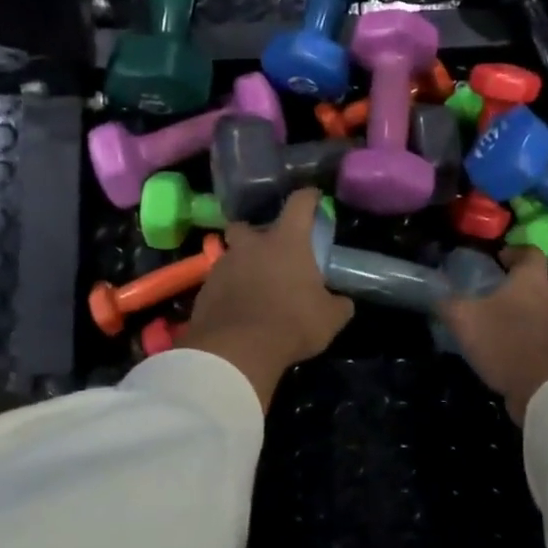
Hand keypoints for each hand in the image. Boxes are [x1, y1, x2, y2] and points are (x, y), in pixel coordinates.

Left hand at [177, 189, 353, 409]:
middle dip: (254, 232)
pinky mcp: (204, 290)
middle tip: (267, 250)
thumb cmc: (291, 324)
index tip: (313, 197)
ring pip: (230, 255)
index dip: (308, 197)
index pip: (299, 204)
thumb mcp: (329, 319)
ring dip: (241, 265)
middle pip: (246, 225)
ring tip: (252, 286)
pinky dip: (227, 291)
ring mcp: (223, 266)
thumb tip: (343, 302)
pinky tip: (236, 309)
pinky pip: (218, 283)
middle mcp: (251, 246)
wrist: (237, 350)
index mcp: (286, 242)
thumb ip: (338, 305)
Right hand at [437, 248, 547, 425]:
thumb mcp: (465, 320)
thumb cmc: (505, 343)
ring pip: (541, 308)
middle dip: (515, 286)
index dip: (514, 252)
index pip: (530, 252)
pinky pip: (545, 333)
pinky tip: (510, 348)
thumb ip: (449, 303)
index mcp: (532, 280)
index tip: (498, 259)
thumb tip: (438, 294)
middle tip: (491, 294)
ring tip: (498, 323)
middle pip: (536, 281)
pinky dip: (530, 335)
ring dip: (523, 312)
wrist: (545, 391)